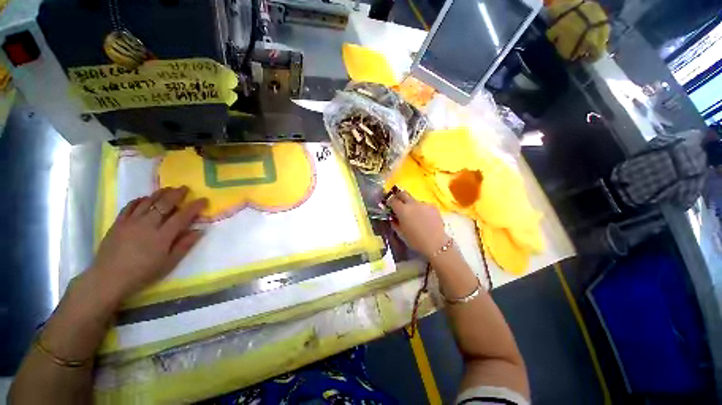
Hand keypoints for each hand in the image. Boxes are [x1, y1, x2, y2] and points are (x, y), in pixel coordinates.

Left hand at [86, 186, 207, 304]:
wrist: (109, 278)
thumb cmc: (143, 273)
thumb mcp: (169, 263)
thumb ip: (185, 245)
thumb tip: (200, 230)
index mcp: (163, 236)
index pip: (182, 216)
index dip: (194, 206)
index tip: (203, 200)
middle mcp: (147, 224)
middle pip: (164, 203)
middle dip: (177, 194)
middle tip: (185, 188)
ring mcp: (131, 222)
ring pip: (148, 201)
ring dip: (160, 193)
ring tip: (168, 189)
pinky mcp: (118, 222)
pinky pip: (130, 205)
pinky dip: (140, 199)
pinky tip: (146, 199)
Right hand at [386, 189, 447, 257]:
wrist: (436, 243)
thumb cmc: (415, 241)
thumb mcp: (401, 233)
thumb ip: (395, 223)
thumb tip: (393, 217)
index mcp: (402, 210)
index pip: (392, 200)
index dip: (390, 203)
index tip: (390, 207)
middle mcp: (412, 203)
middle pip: (403, 194)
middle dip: (399, 197)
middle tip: (399, 204)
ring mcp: (423, 203)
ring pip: (414, 200)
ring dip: (412, 205)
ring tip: (416, 216)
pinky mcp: (433, 206)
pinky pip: (424, 205)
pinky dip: (422, 209)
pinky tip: (425, 218)